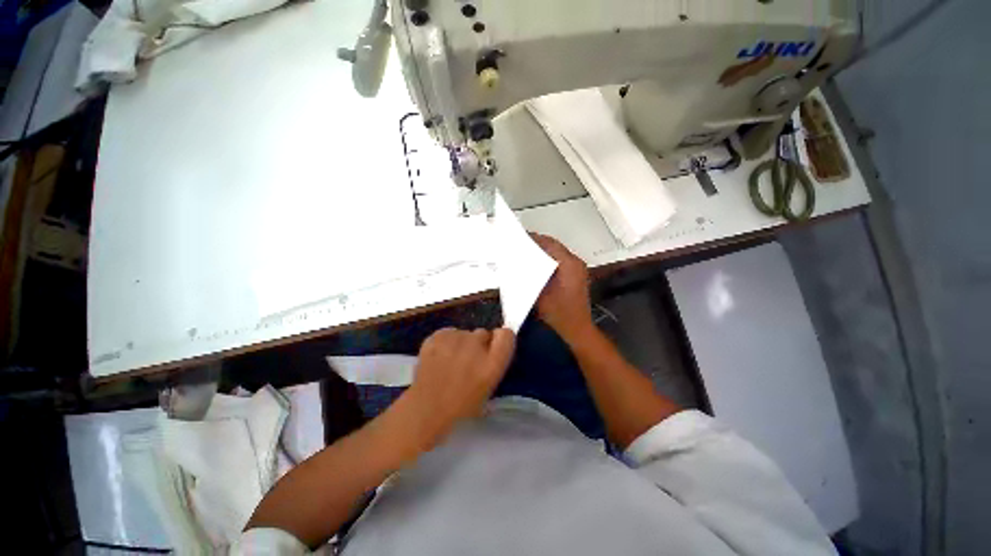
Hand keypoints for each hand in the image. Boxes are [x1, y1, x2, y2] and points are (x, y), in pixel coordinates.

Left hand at [399, 328, 515, 450]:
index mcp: (493, 363)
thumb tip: (492, 348)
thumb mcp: (489, 389)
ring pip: (464, 333)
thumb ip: (494, 364)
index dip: (501, 338)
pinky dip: (445, 341)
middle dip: (478, 344)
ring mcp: (455, 339)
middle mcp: (476, 346)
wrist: (425, 409)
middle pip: (484, 332)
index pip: (507, 335)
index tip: (493, 347)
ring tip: (450, 361)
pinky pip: (448, 333)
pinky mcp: (437, 336)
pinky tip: (439, 356)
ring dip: (461, 343)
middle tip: (468, 360)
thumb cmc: (461, 406)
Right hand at [531, 233, 595, 343]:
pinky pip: (561, 261)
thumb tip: (520, 263)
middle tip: (521, 245)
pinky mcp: (577, 276)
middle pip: (555, 246)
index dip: (534, 238)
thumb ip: (530, 276)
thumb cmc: (559, 313)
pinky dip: (549, 260)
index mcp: (568, 264)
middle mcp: (576, 263)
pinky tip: (538, 266)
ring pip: (558, 252)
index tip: (520, 237)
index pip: (550, 243)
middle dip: (538, 244)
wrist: (577, 329)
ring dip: (543, 251)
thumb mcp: (539, 294)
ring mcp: (578, 269)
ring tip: (527, 253)